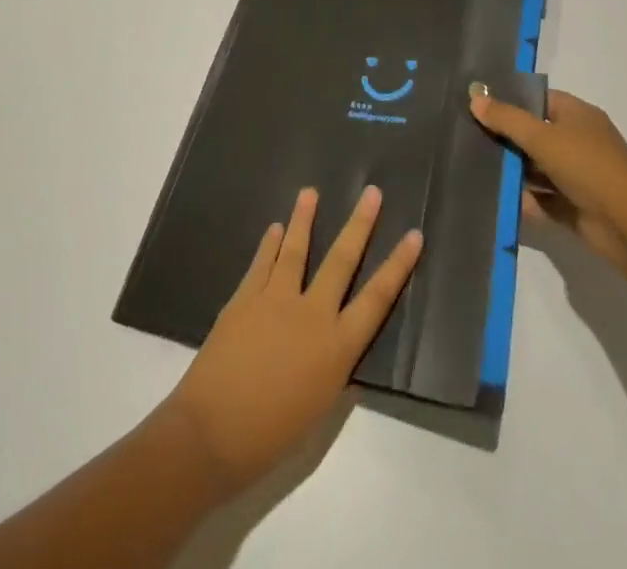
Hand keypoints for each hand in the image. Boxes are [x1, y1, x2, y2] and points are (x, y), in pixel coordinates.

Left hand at [163, 185, 421, 496]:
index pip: (378, 297)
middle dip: (360, 224)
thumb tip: (333, 339)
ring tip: (310, 192)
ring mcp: (276, 300)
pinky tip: (275, 228)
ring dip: (304, 219)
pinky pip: (262, 263)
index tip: (414, 235)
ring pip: (296, 249)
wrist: (212, 433)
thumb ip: (331, 364)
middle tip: (372, 192)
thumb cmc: (271, 435)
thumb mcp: (319, 405)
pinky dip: (270, 244)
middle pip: (342, 260)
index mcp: (337, 347)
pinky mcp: (245, 297)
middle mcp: (312, 314)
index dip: (398, 265)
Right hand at [470, 88, 626, 273]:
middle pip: (535, 134)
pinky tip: (494, 199)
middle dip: (506, 139)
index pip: (540, 99)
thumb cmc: (587, 166)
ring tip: (473, 168)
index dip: (512, 100)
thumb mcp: (542, 136)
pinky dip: (524, 200)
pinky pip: (542, 199)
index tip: (479, 105)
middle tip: (468, 138)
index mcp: (577, 115)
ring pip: (537, 169)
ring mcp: (577, 175)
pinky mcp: (574, 206)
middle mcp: (578, 141)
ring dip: (512, 172)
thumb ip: (507, 119)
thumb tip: (475, 96)